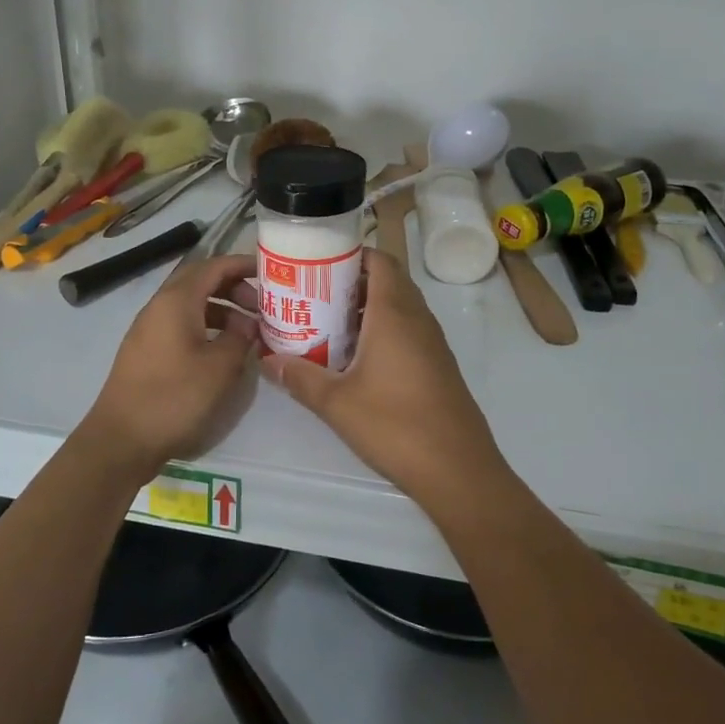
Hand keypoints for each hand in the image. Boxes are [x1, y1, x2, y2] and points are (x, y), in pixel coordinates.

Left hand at [80, 255, 261, 473]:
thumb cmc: (174, 397)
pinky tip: (222, 350)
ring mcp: (149, 329)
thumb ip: (240, 338)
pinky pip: (181, 325)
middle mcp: (159, 307)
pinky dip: (206, 327)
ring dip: (221, 309)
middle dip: (233, 287)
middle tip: (262, 305)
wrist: (122, 440)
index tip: (270, 271)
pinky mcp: (147, 351)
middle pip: (200, 282)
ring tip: (248, 331)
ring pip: (191, 305)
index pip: (213, 266)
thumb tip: (248, 325)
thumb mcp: (220, 367)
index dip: (242, 265)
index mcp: (176, 301)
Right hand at [260, 249, 507, 504]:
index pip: (380, 262)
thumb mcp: (336, 403)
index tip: (320, 263)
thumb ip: (300, 377)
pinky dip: (384, 329)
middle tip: (317, 293)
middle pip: (389, 281)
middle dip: (354, 282)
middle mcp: (418, 319)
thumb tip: (267, 359)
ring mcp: (433, 343)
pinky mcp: (438, 365)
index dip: (353, 254)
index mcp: (394, 314)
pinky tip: (359, 358)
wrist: (457, 469)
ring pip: (400, 307)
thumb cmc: (395, 425)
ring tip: (330, 323)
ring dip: (369, 307)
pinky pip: (409, 330)